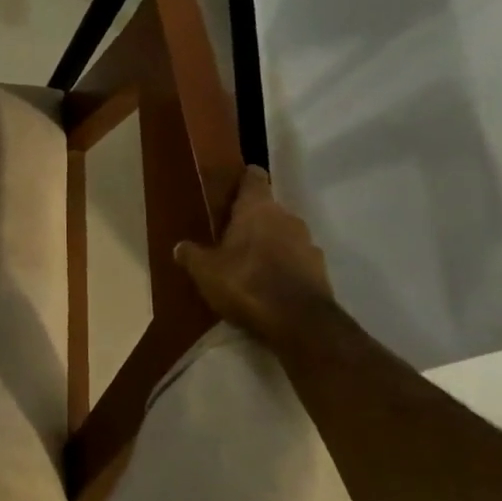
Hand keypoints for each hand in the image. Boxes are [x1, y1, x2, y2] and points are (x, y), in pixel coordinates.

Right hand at [174, 167, 333, 346]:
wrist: (299, 322)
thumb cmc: (245, 283)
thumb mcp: (205, 270)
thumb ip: (192, 255)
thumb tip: (181, 247)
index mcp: (258, 209)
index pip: (254, 178)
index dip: (243, 179)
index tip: (233, 185)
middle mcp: (287, 218)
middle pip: (268, 210)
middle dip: (251, 220)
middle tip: (229, 236)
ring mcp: (308, 244)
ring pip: (284, 236)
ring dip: (269, 245)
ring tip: (248, 265)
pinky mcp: (320, 271)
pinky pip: (296, 261)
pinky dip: (283, 267)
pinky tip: (268, 286)